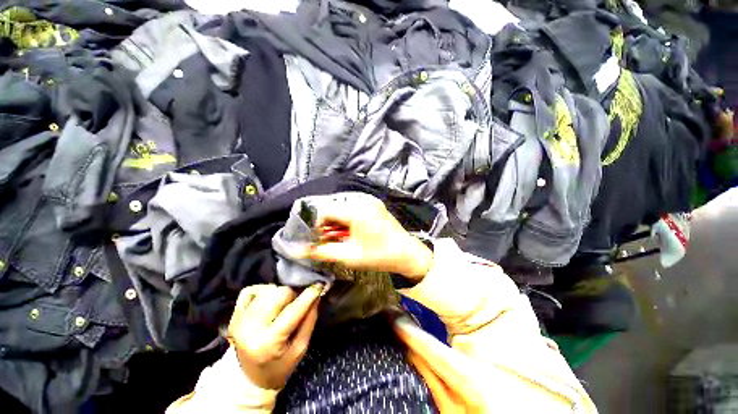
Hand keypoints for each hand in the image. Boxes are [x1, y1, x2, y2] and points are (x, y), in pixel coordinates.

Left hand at [227, 284, 321, 389]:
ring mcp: (239, 320)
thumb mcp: (300, 348)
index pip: (293, 310)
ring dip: (280, 293)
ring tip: (282, 305)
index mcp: (268, 342)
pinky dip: (264, 291)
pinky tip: (268, 303)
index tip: (320, 285)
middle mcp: (250, 328)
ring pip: (268, 289)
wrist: (247, 377)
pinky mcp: (234, 313)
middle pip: (280, 293)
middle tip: (296, 301)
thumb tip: (317, 294)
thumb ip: (309, 320)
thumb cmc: (279, 365)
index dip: (309, 295)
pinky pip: (253, 289)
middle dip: (293, 294)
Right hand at [308, 194, 432, 280]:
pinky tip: (350, 232)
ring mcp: (370, 202)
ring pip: (343, 208)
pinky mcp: (375, 205)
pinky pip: (354, 208)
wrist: (407, 253)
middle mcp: (363, 201)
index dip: (317, 225)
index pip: (325, 211)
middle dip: (327, 225)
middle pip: (334, 208)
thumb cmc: (379, 256)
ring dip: (337, 222)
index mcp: (356, 210)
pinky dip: (347, 219)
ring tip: (339, 238)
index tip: (318, 239)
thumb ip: (323, 252)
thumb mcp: (349, 256)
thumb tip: (300, 251)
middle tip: (328, 240)